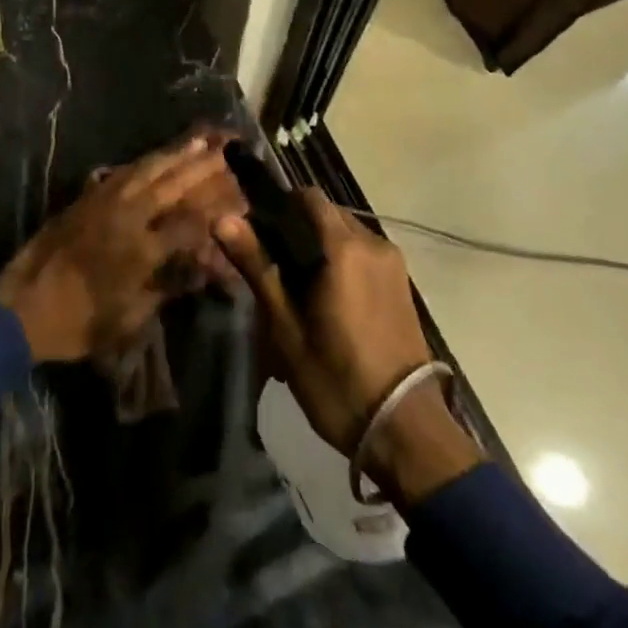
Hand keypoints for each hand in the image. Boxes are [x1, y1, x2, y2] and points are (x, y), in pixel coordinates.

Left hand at [0, 135, 243, 362]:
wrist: (22, 308)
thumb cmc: (79, 322)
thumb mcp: (131, 317)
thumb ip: (168, 287)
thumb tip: (200, 269)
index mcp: (142, 248)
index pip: (190, 223)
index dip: (216, 213)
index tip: (238, 203)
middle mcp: (127, 216)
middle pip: (172, 185)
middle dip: (202, 168)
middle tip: (226, 150)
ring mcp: (104, 202)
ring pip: (147, 170)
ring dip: (175, 154)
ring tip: (199, 139)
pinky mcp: (85, 198)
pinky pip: (121, 172)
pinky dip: (143, 162)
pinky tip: (154, 157)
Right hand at [217, 189, 482, 502]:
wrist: (405, 430)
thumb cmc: (336, 378)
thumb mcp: (285, 326)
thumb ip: (257, 265)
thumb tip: (222, 219)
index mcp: (345, 247)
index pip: (307, 197)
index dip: (278, 206)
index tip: (257, 233)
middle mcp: (374, 243)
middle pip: (327, 214)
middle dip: (297, 229)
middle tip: (271, 268)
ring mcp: (393, 264)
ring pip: (346, 235)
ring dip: (319, 248)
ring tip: (296, 291)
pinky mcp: (403, 285)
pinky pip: (363, 255)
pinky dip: (341, 263)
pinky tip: (326, 302)